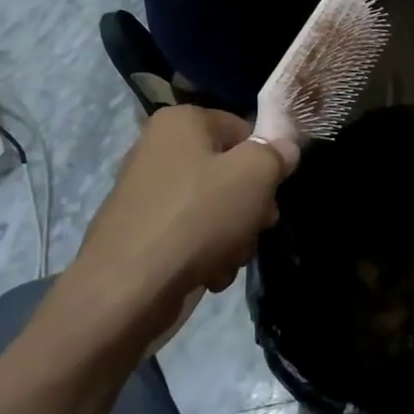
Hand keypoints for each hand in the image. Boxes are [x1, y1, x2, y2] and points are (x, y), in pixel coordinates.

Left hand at [53, 107, 295, 345]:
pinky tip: (209, 274)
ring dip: (233, 236)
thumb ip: (276, 154)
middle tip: (255, 229)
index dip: (265, 163)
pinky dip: (205, 253)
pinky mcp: (142, 232)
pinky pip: (189, 234)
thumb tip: (286, 147)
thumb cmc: (196, 218)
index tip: (272, 195)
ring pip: (214, 207)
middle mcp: (159, 148)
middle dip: (249, 206)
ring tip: (228, 259)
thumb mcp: (253, 176)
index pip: (243, 130)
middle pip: (229, 171)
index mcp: (181, 122)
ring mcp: (147, 192)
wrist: (127, 291)